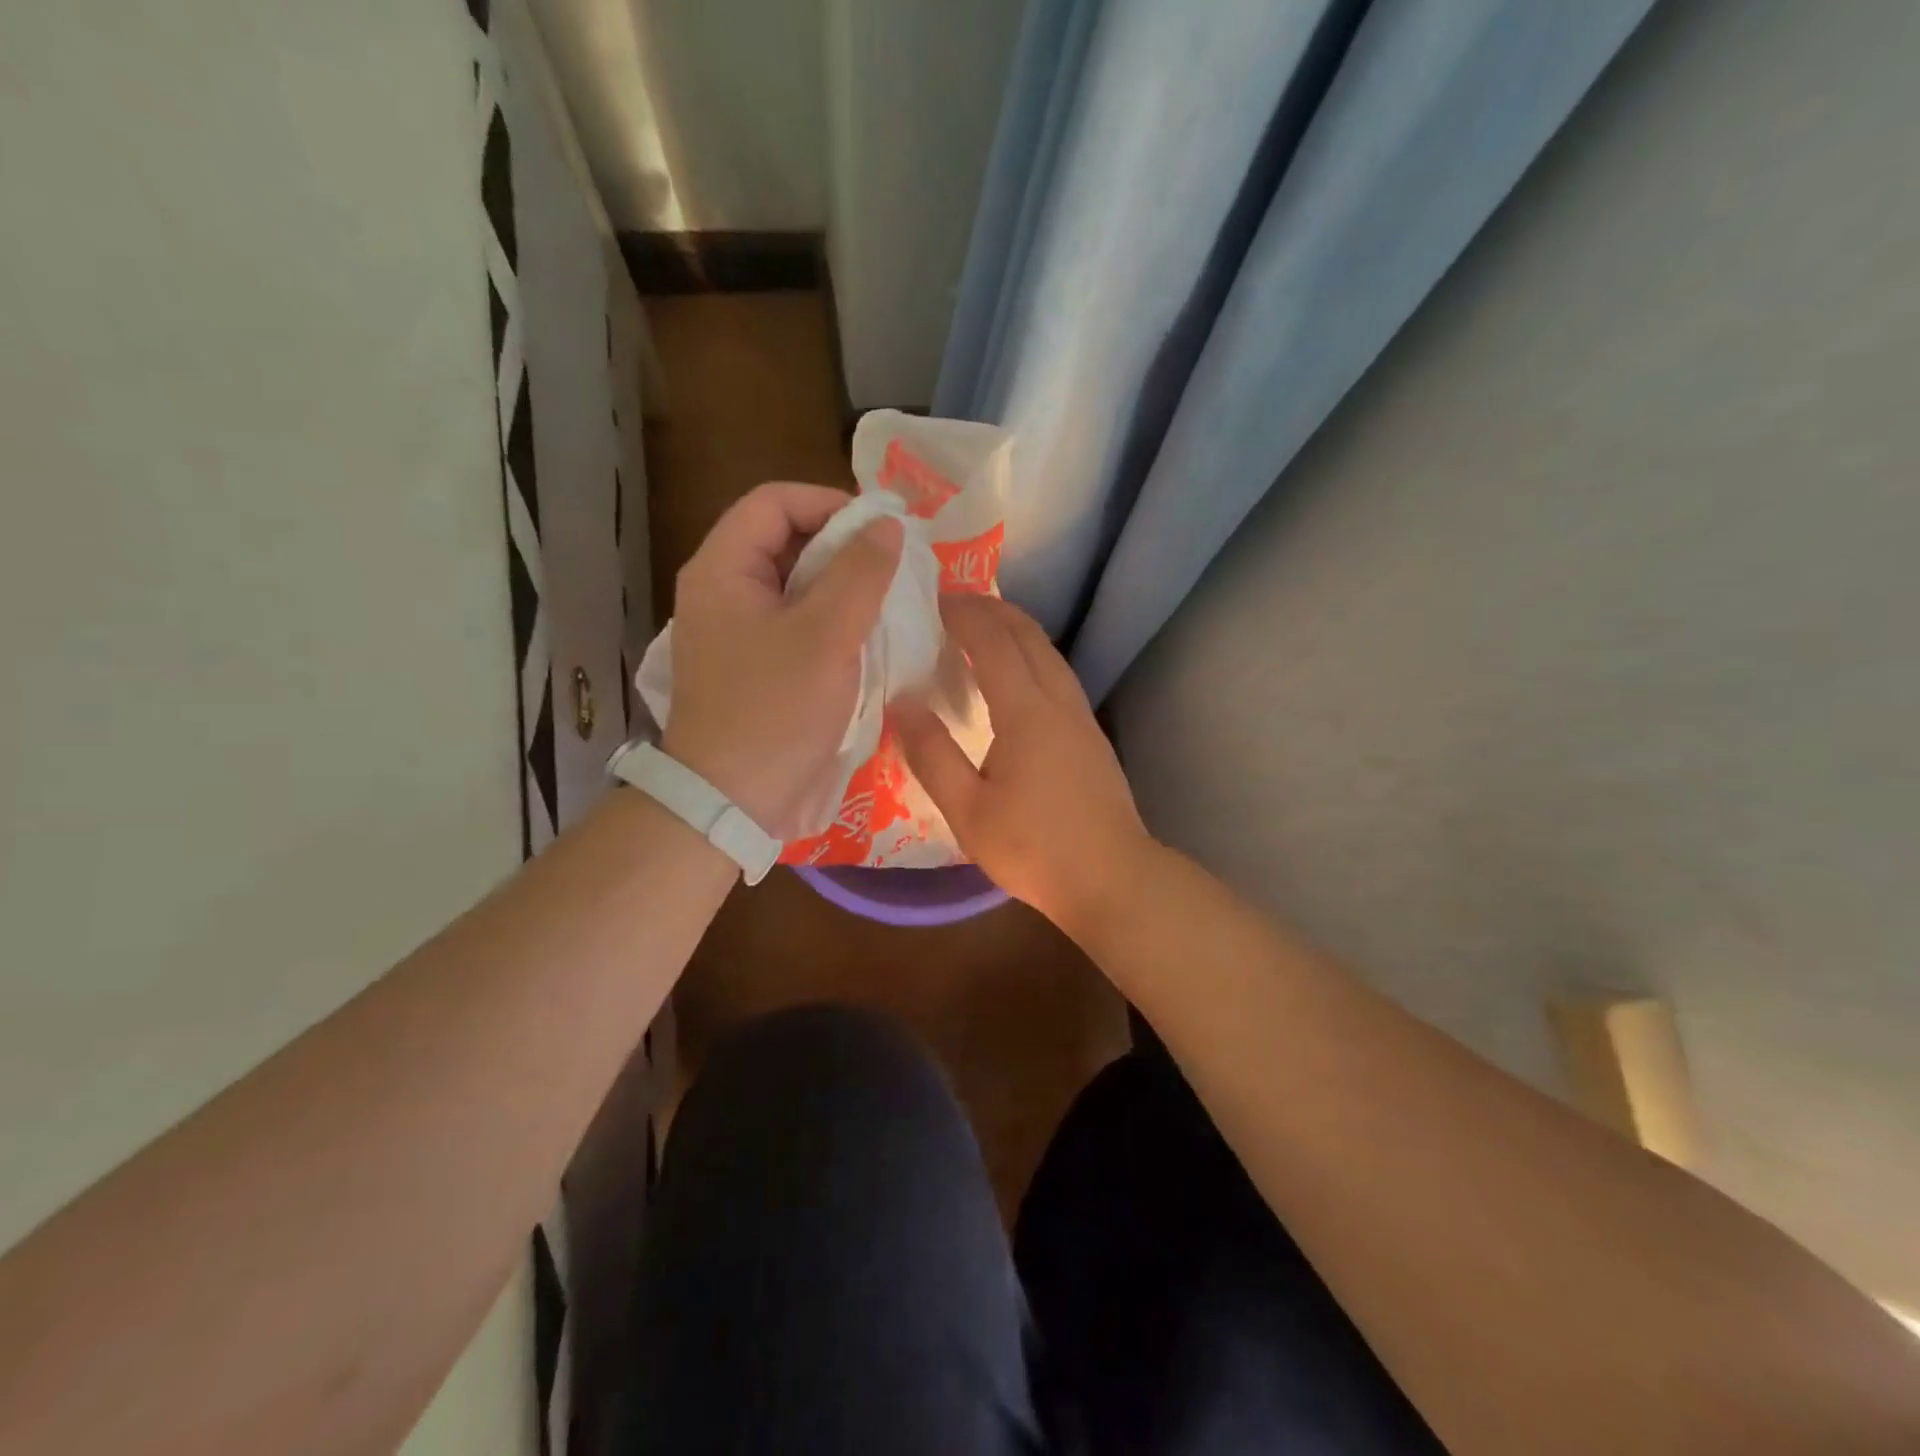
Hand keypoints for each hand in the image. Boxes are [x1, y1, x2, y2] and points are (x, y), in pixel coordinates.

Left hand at [662, 482, 902, 839]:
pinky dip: (832, 620)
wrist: (732, 801)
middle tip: (893, 567)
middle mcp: (722, 590)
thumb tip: (888, 525)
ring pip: (795, 585)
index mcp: (723, 569)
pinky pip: (796, 622)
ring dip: (842, 586)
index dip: (830, 503)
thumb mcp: (827, 636)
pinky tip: (867, 637)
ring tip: (888, 601)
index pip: (774, 502)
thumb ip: (860, 573)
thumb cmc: (776, 711)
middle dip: (842, 546)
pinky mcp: (754, 664)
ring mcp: (736, 631)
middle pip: (784, 540)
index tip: (881, 531)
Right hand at [893, 594, 1153, 935]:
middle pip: (1028, 635)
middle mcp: (1059, 701)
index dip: (964, 614)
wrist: (1112, 878)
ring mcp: (1082, 716)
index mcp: (1026, 712)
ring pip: (1049, 653)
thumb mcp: (968, 810)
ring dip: (1016, 629)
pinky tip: (1016, 676)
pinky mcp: (1092, 735)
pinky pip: (1058, 674)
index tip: (933, 599)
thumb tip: (903, 702)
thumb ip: (932, 754)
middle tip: (954, 603)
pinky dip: (1031, 655)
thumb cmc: (1034, 848)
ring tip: (982, 628)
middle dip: (992, 609)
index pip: (994, 642)